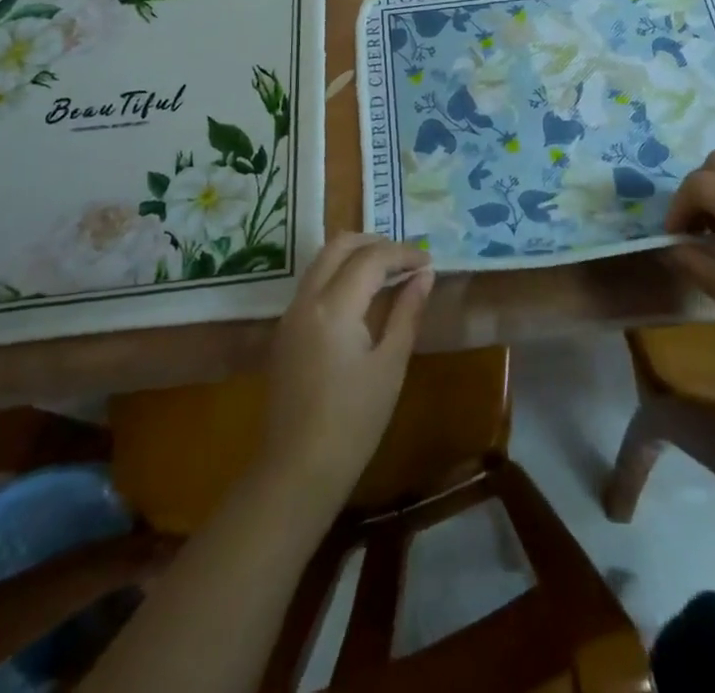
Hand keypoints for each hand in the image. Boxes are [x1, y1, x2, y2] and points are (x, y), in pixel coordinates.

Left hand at [258, 233, 433, 514]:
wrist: (296, 472)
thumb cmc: (353, 422)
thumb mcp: (390, 365)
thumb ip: (407, 312)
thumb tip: (425, 275)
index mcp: (334, 307)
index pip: (371, 258)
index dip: (403, 253)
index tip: (429, 261)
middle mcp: (306, 300)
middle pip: (339, 245)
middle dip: (375, 242)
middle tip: (406, 258)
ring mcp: (291, 314)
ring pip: (322, 260)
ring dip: (355, 255)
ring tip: (389, 272)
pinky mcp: (285, 331)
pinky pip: (313, 283)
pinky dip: (339, 274)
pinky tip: (363, 295)